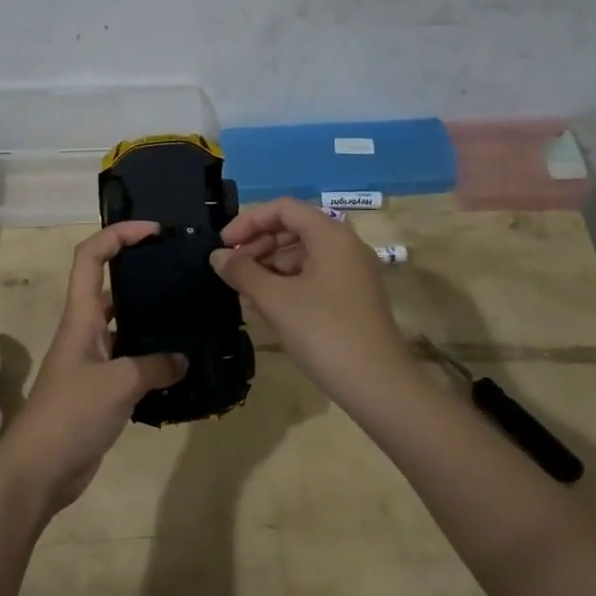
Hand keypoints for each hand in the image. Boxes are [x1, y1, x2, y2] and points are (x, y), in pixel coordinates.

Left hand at [0, 222, 186, 515]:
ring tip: (191, 313)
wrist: (39, 471)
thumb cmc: (70, 415)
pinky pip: (132, 360)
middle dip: (142, 271)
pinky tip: (183, 364)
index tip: (153, 231)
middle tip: (182, 272)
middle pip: (111, 285)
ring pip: (125, 324)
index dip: (118, 234)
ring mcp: (93, 361)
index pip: (91, 257)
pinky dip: (155, 358)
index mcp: (81, 317)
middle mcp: (86, 331)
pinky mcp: (102, 389)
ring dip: (152, 317)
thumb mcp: (118, 383)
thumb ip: (155, 365)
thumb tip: (183, 359)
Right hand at [210, 198, 415, 405]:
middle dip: (258, 244)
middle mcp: (345, 246)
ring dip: (269, 267)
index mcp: (331, 235)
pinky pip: (313, 277)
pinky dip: (287, 284)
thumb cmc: (325, 333)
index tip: (223, 246)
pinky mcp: (352, 298)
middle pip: (294, 229)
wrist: (379, 386)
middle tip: (231, 270)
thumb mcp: (276, 301)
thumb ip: (243, 272)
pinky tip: (265, 306)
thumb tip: (217, 256)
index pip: (284, 208)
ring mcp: (352, 273)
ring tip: (243, 292)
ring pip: (302, 255)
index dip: (249, 221)